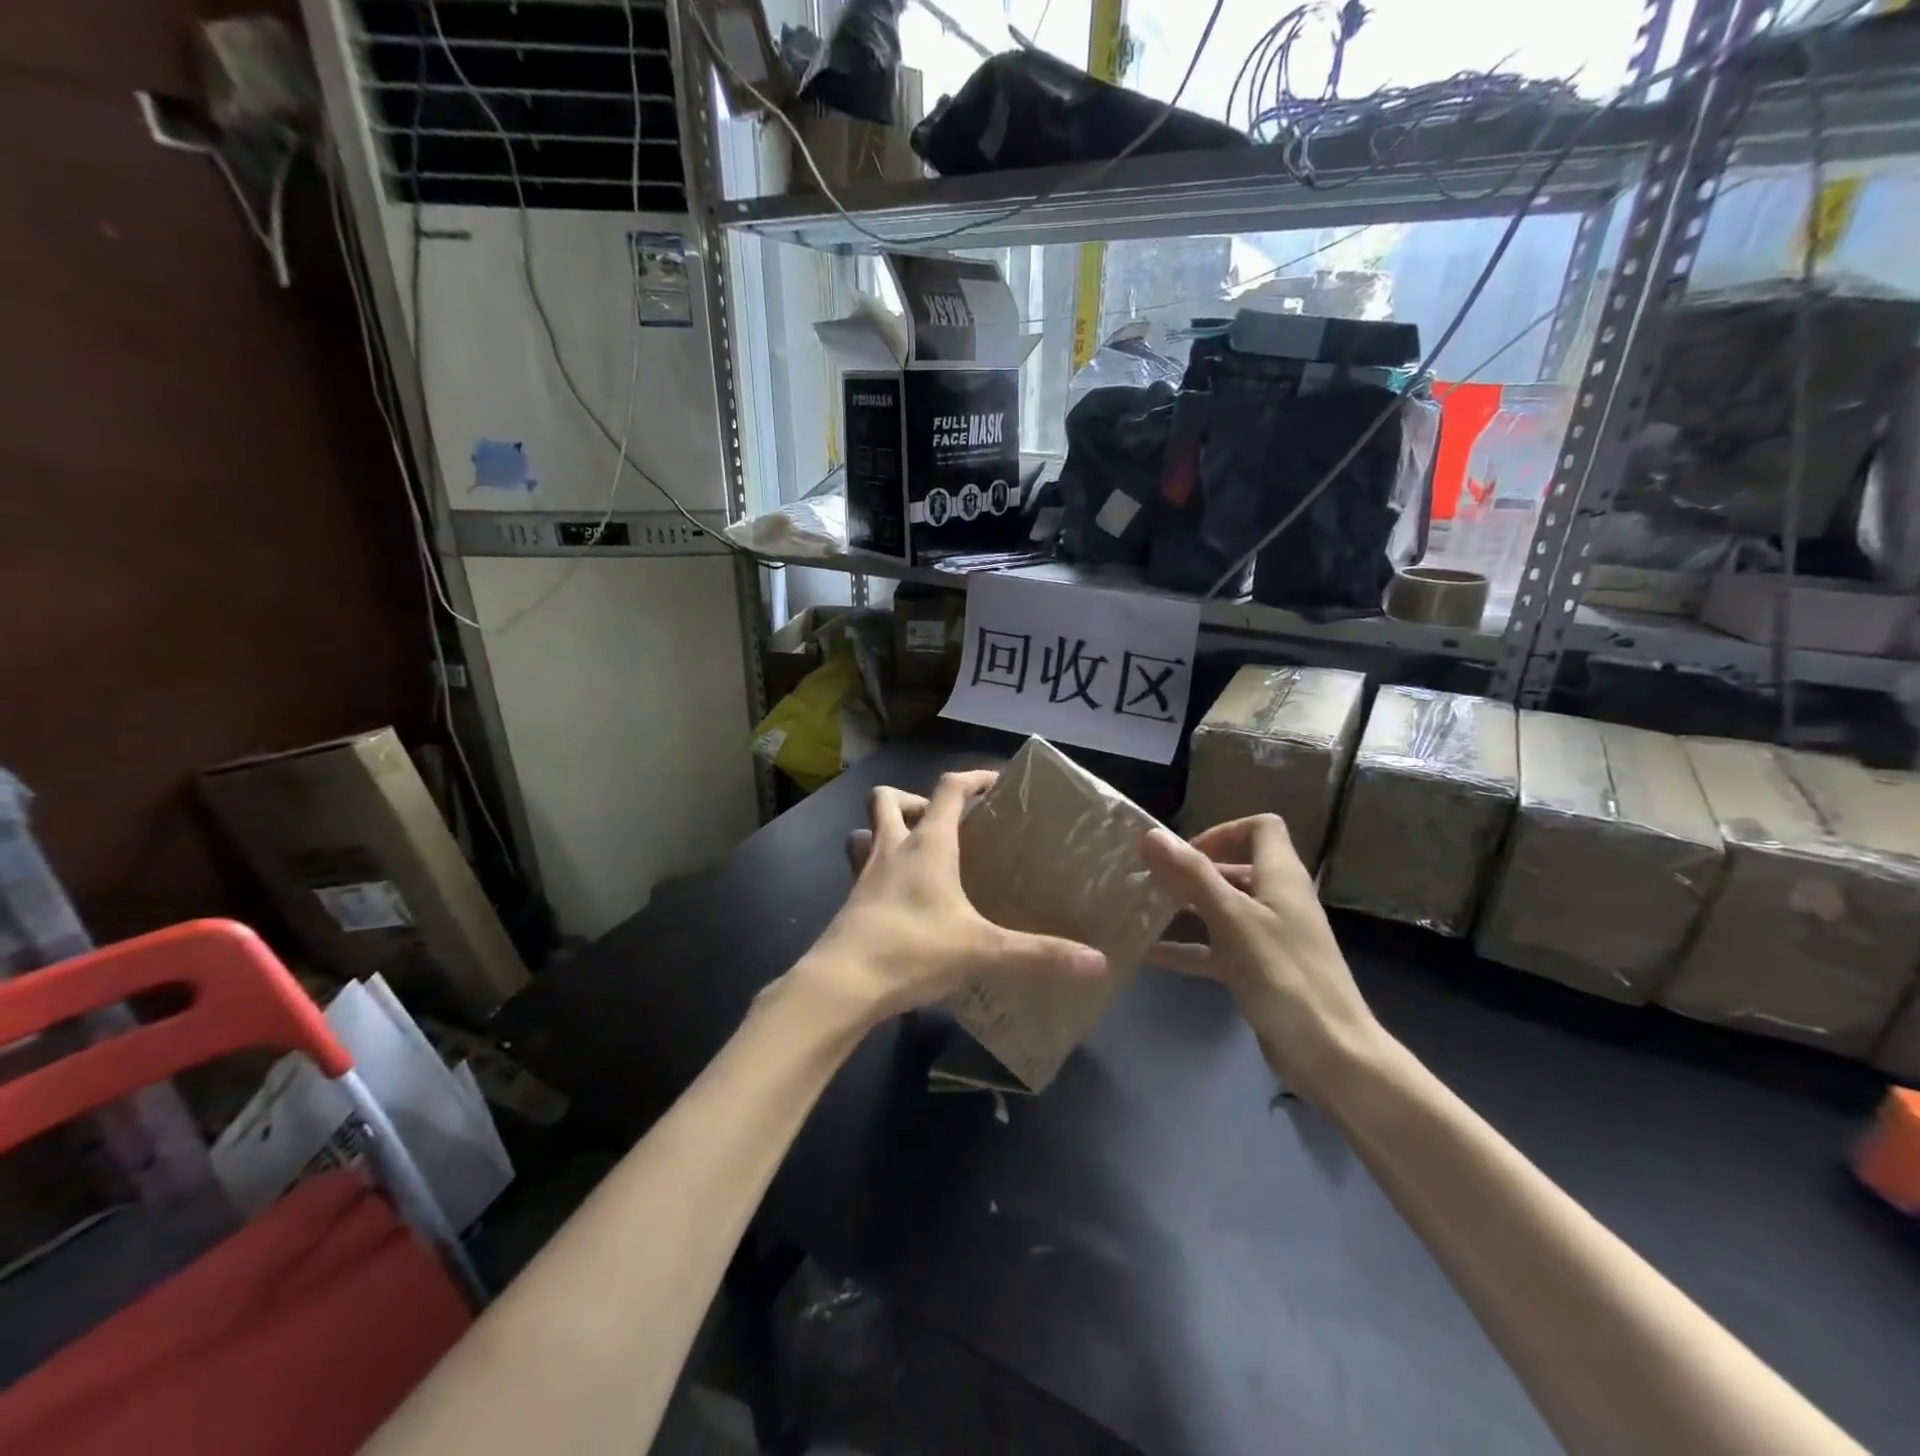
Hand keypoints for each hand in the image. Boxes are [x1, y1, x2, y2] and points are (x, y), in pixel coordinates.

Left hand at [790, 770, 1106, 1025]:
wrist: (842, 985)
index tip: (995, 782)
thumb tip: (1097, 962)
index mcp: (927, 846)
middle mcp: (892, 849)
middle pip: (889, 799)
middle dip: (916, 801)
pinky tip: (903, 901)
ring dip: (888, 830)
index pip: (949, 789)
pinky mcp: (851, 902)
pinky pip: (863, 869)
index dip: (973, 778)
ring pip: (866, 831)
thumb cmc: (913, 950)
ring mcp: (865, 874)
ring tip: (919, 856)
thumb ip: (1039, 954)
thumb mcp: (983, 951)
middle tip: (945, 827)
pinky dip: (881, 870)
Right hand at [1141, 816, 1387, 1104]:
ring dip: (1186, 908)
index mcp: (1281, 877)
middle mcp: (1278, 901)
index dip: (1223, 831)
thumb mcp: (1232, 918)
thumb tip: (1152, 835)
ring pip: (1223, 910)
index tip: (1186, 853)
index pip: (1261, 828)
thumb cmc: (1282, 973)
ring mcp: (1270, 938)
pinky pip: (1218, 949)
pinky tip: (1149, 954)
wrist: (1329, 1053)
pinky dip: (1188, 947)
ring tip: (1142, 910)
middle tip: (1151, 881)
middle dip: (1193, 871)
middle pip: (1235, 868)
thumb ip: (1192, 875)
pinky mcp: (1260, 972)